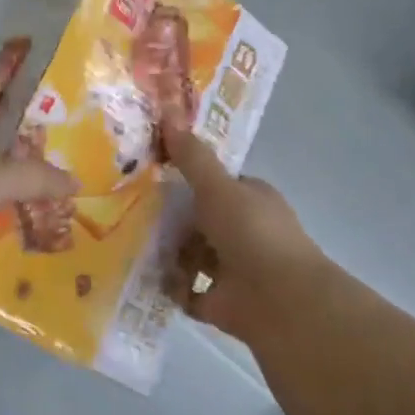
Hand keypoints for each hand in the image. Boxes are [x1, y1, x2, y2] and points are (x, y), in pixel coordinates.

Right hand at [160, 117, 325, 345]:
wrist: (280, 299)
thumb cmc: (251, 233)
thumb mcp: (217, 187)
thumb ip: (191, 156)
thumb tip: (167, 110)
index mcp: (251, 200)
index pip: (217, 185)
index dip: (189, 180)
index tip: (154, 176)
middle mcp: (245, 232)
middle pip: (200, 221)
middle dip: (172, 221)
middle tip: (133, 214)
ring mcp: (235, 269)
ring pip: (193, 257)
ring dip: (170, 256)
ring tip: (138, 248)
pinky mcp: (223, 303)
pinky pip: (190, 293)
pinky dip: (174, 289)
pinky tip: (155, 281)